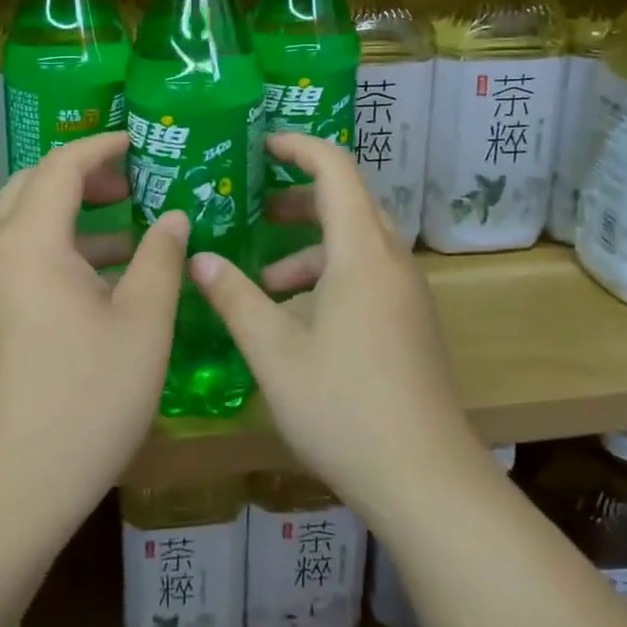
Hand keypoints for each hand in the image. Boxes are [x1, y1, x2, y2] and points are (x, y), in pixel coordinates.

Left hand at [0, 132, 187, 532]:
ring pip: (19, 221)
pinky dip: (52, 245)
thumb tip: (173, 216)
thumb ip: (161, 257)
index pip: (61, 166)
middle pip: (30, 185)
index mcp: (29, 243)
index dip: (101, 146)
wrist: (8, 491)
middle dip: (81, 174)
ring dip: (67, 211)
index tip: (139, 142)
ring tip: (124, 226)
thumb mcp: (143, 324)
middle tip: (131, 182)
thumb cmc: (86, 400)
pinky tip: (96, 277)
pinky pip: (13, 255)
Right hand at [188, 134, 486, 520]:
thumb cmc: (345, 407)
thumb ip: (235, 298)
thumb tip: (199, 258)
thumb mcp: (275, 353)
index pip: (335, 168)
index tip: (260, 145)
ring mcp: (407, 292)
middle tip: (253, 206)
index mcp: (362, 251)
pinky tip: (297, 318)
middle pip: (348, 201)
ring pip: (357, 242)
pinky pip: (368, 273)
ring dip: (311, 246)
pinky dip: (330, 274)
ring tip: (264, 277)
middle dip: (298, 197)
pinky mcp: (411, 321)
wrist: (427, 481)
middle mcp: (391, 260)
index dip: (298, 147)